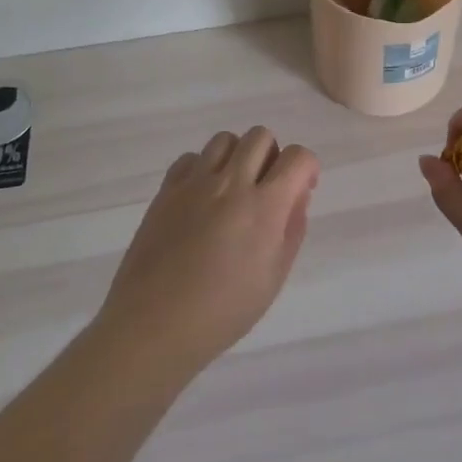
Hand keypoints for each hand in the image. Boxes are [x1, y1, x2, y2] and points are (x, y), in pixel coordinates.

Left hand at [99, 126, 317, 377]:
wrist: (154, 325)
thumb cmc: (223, 312)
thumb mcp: (273, 277)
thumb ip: (292, 229)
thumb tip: (297, 196)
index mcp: (264, 207)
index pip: (297, 157)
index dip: (307, 167)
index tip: (301, 189)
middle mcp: (231, 183)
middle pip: (260, 136)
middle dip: (272, 156)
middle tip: (266, 188)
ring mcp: (194, 183)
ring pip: (225, 140)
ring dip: (238, 157)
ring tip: (233, 190)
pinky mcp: (166, 190)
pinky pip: (191, 157)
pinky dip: (203, 168)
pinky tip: (202, 198)